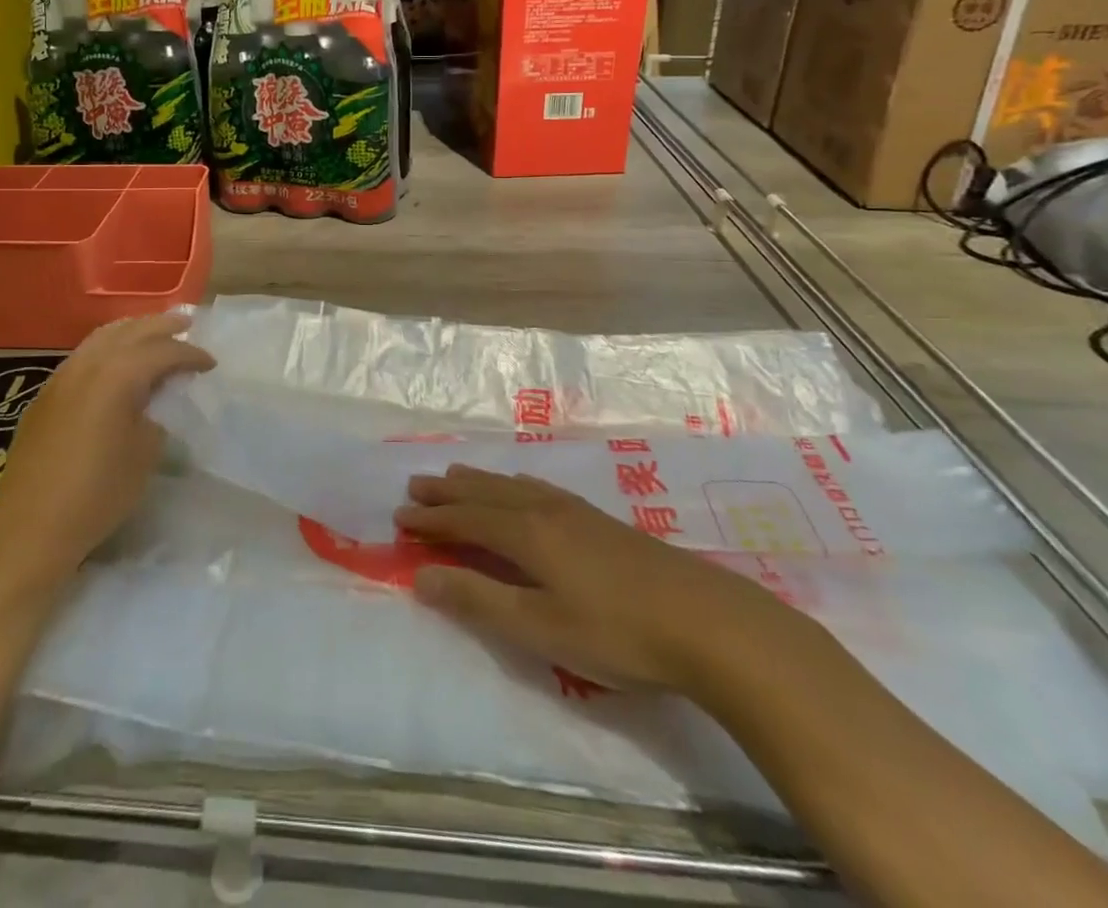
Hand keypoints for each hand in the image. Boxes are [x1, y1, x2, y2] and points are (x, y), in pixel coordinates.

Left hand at [0, 312, 213, 600]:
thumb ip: (155, 417)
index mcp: (118, 375)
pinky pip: (82, 357)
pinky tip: (114, 364)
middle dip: (160, 326)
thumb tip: (151, 407)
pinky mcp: (45, 396)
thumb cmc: (99, 492)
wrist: (32, 527)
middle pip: (129, 331)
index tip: (210, 363)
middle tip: (185, 324)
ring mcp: (61, 378)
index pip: (162, 352)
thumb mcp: (145, 454)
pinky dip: (106, 349)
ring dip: (130, 332)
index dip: (190, 355)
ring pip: (100, 338)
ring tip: (151, 335)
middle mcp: (87, 365)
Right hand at [395, 465, 794, 694]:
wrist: (707, 621)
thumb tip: (422, 576)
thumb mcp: (539, 628)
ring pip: (512, 486)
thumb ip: (479, 601)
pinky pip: (538, 488)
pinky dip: (512, 484)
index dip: (431, 519)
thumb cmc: (616, 631)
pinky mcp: (600, 520)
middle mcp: (544, 510)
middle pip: (484, 493)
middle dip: (448, 491)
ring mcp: (575, 511)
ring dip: (477, 482)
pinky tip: (522, 488)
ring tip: (455, 475)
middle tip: (416, 485)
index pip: (465, 520)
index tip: (399, 518)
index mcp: (525, 533)